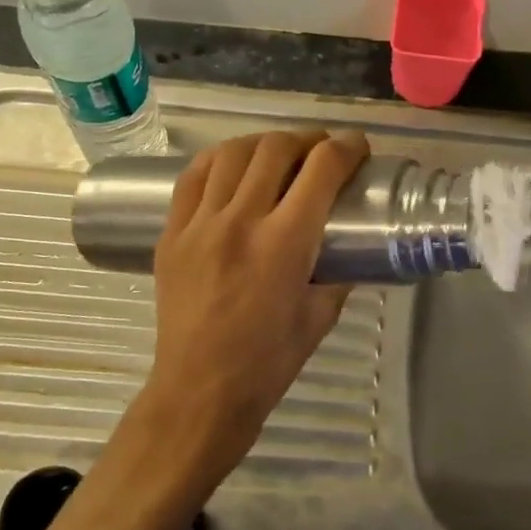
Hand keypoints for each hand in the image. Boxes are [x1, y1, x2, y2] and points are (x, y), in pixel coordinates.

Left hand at [139, 130, 370, 483]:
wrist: (200, 390)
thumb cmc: (268, 360)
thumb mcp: (321, 315)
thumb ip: (339, 271)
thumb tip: (348, 244)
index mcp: (285, 243)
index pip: (322, 169)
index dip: (347, 148)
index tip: (358, 147)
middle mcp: (241, 221)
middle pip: (276, 149)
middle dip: (308, 140)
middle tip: (322, 151)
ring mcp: (200, 224)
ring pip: (233, 153)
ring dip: (264, 144)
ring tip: (279, 154)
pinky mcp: (172, 232)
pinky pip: (193, 176)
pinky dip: (220, 159)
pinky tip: (233, 165)